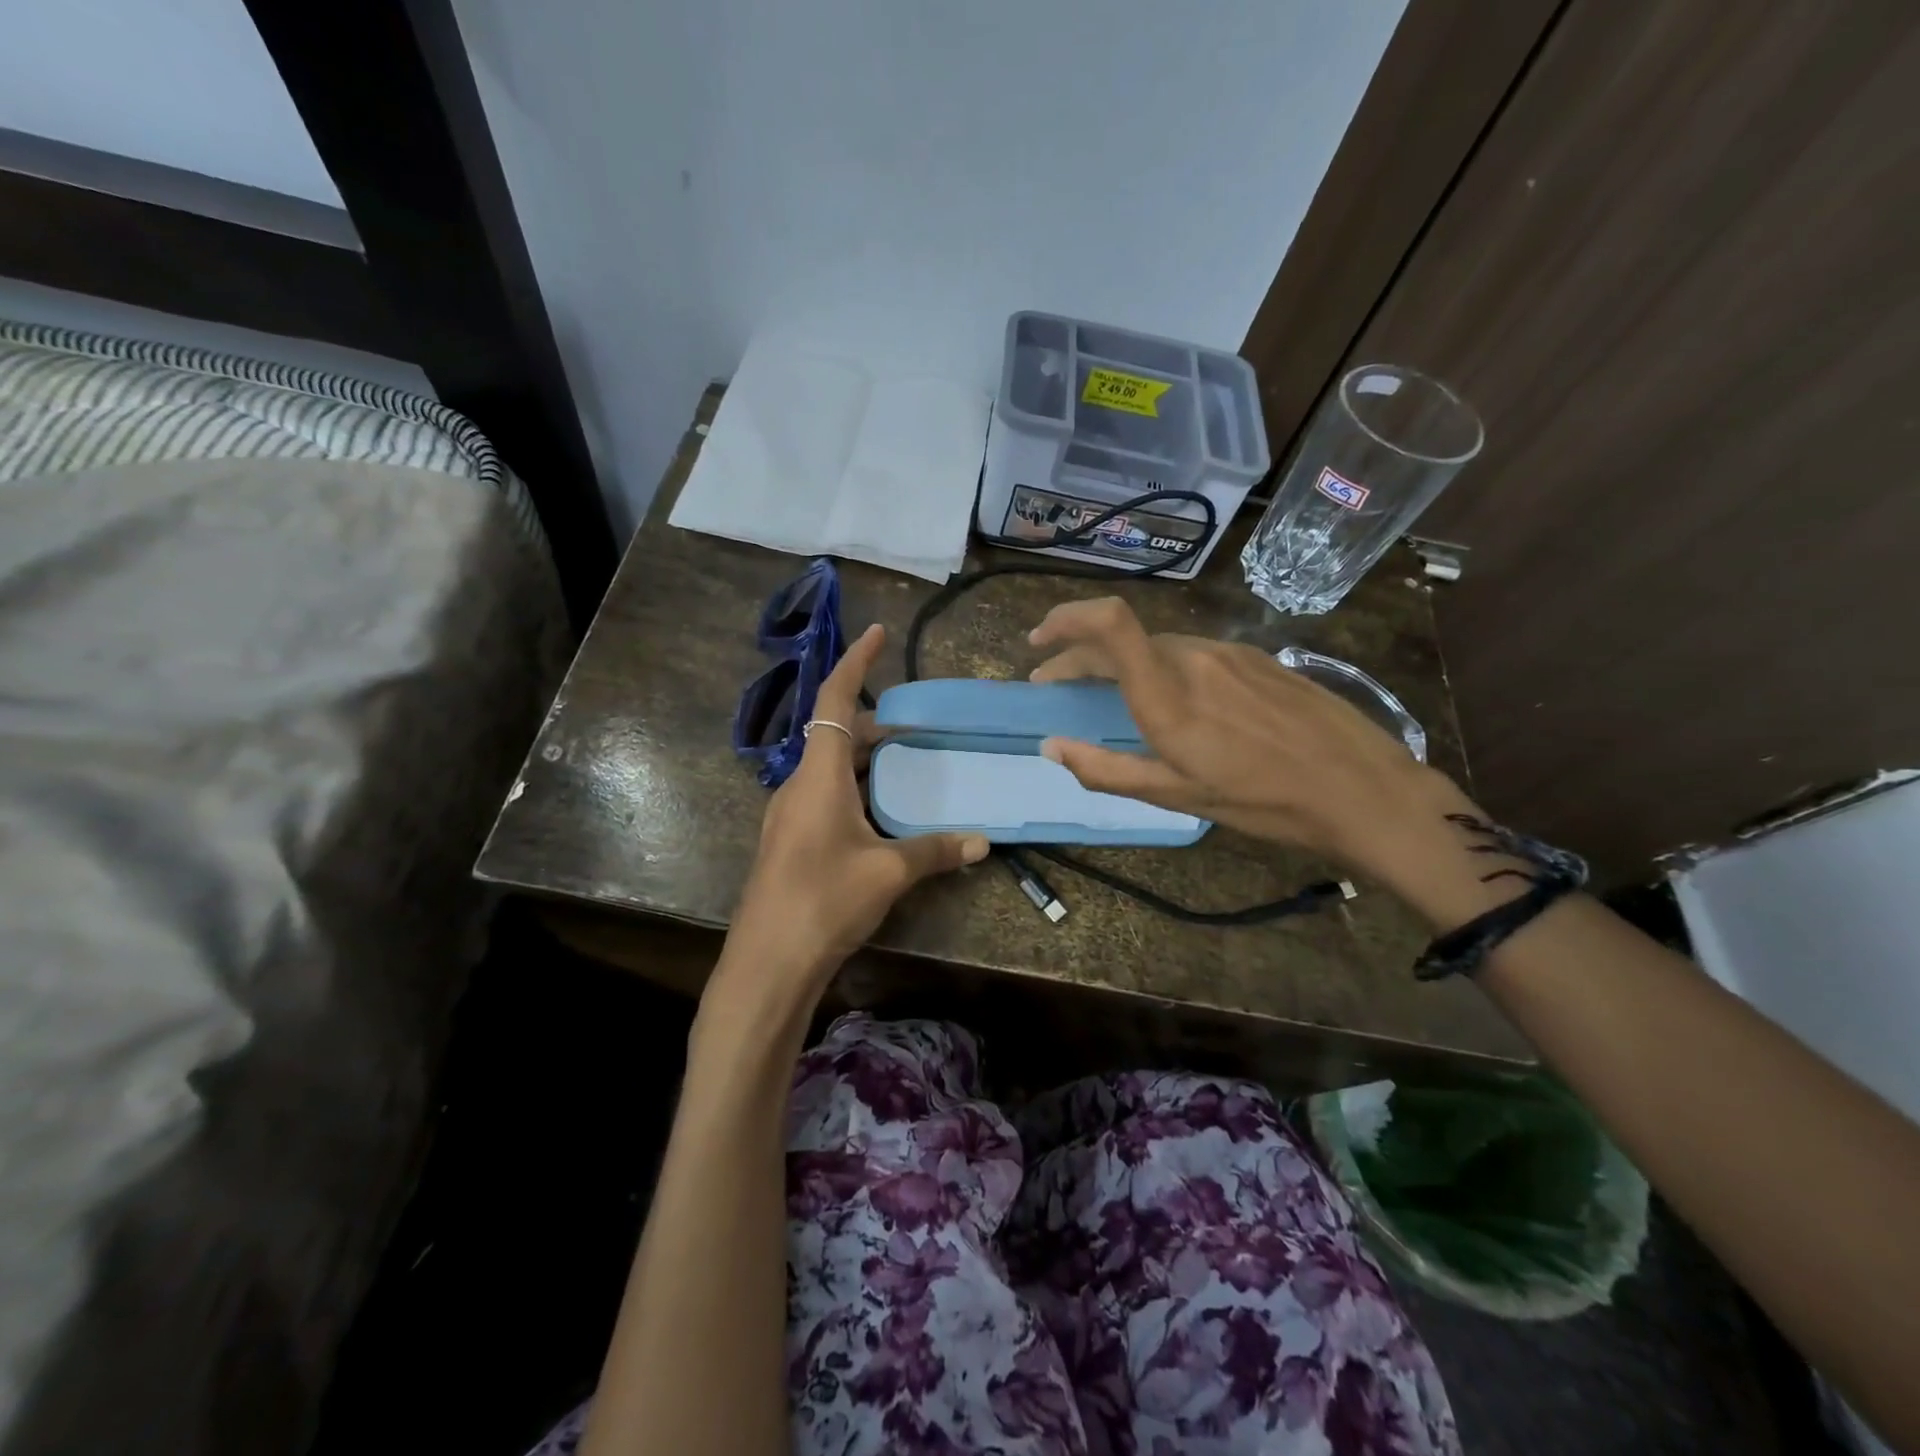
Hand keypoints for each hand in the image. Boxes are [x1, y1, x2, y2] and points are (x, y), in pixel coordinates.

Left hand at [720, 624, 988, 1006]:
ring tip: (907, 766)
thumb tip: (981, 842)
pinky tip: (882, 814)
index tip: (877, 632)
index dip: (855, 662)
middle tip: (918, 727)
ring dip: (866, 760)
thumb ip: (934, 850)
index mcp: (817, 775)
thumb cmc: (824, 901)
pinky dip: (856, 789)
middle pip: (836, 735)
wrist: (768, 962)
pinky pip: (825, 796)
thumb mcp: (888, 872)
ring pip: (831, 769)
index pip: (834, 700)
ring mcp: (789, 814)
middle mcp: (798, 785)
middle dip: (875, 724)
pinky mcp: (790, 841)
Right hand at [1028, 597, 1475, 882]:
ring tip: (1108, 693)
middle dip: (1078, 654)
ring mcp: (1228, 652)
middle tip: (1055, 684)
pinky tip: (1170, 695)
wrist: (1362, 787)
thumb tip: (1051, 747)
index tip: (1038, 643)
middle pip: (1121, 636)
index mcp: (1168, 695)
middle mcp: (1194, 658)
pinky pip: (1191, 651)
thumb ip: (1106, 769)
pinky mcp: (1255, 656)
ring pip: (1156, 644)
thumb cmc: (1262, 801)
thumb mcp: (1177, 796)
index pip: (1109, 624)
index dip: (1066, 619)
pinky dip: (1160, 664)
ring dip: (1120, 661)